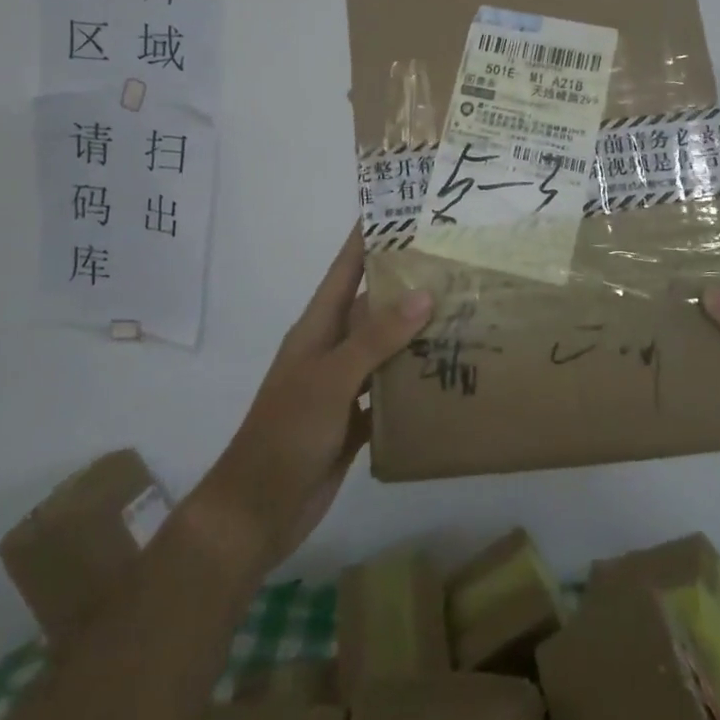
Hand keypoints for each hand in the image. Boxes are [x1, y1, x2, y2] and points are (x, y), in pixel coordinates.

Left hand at [187, 229, 430, 572]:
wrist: (257, 511)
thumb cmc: (286, 433)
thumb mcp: (330, 378)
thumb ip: (375, 338)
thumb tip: (422, 294)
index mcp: (317, 328)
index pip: (345, 269)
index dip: (366, 238)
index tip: (397, 208)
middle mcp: (331, 349)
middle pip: (372, 307)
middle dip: (406, 285)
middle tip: (453, 263)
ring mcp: (342, 386)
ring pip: (385, 349)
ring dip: (415, 334)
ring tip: (461, 312)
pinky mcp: (354, 420)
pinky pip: (389, 391)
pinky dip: (414, 383)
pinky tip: (447, 375)